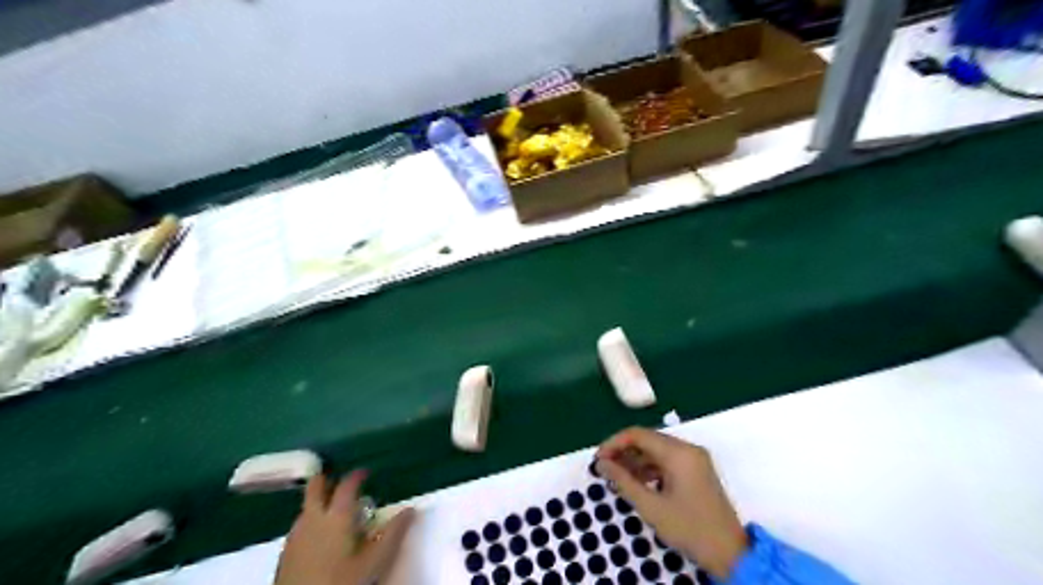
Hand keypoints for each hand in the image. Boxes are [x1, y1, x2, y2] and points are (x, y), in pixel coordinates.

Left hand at [275, 471, 417, 584]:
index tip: (366, 472)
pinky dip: (311, 521)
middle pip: (315, 487)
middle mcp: (313, 518)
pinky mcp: (285, 552)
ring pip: (306, 506)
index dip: (357, 475)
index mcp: (337, 516)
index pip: (347, 485)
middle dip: (327, 479)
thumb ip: (393, 533)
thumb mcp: (375, 561)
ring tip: (335, 511)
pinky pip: (300, 525)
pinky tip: (320, 537)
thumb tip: (411, 509)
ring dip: (319, 501)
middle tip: (341, 482)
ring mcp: (295, 535)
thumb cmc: (342, 582)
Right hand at [595, 426, 748, 580]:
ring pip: (656, 450)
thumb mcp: (651, 507)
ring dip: (635, 461)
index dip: (614, 443)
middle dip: (623, 452)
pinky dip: (649, 468)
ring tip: (617, 478)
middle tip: (604, 469)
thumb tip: (602, 463)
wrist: (730, 554)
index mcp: (679, 453)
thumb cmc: (689, 529)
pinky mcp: (696, 470)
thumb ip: (623, 481)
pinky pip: (667, 460)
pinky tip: (636, 483)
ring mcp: (694, 459)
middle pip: (647, 440)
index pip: (638, 434)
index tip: (598, 459)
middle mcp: (687, 449)